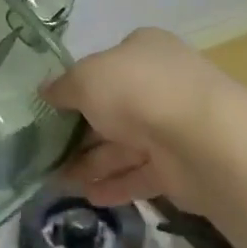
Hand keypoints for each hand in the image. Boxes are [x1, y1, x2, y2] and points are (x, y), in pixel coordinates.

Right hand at [42, 28, 231, 210]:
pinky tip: (89, 197)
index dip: (78, 84)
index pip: (106, 64)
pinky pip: (140, 174)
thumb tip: (45, 91)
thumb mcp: (85, 79)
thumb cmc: (138, 92)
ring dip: (92, 163)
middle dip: (80, 131)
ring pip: (125, 145)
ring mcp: (173, 126)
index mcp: (144, 51)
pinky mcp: (181, 165)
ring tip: (59, 181)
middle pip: (113, 108)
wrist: (201, 140)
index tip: (52, 107)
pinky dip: (115, 184)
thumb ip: (62, 87)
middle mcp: (161, 84)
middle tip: (47, 151)